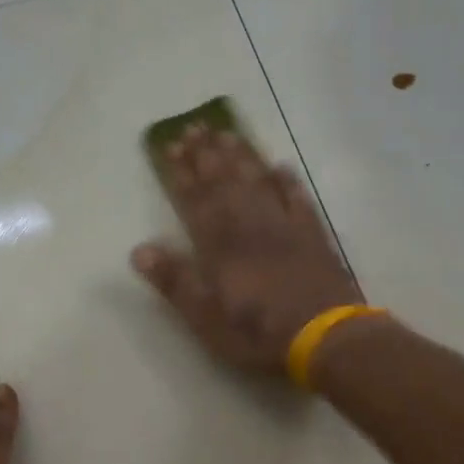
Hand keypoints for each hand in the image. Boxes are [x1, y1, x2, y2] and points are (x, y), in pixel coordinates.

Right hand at [130, 121, 362, 373]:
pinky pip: (297, 199)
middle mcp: (249, 226)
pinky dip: (287, 181)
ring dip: (242, 157)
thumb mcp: (206, 318)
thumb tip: (139, 250)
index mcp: (220, 246)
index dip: (182, 173)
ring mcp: (284, 227)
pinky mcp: (313, 236)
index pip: (195, 201)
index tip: (170, 146)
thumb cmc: (258, 333)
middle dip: (207, 154)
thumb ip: (175, 282)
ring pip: (258, 182)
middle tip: (195, 126)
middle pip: (225, 182)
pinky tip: (280, 167)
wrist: (323, 337)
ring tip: (228, 133)